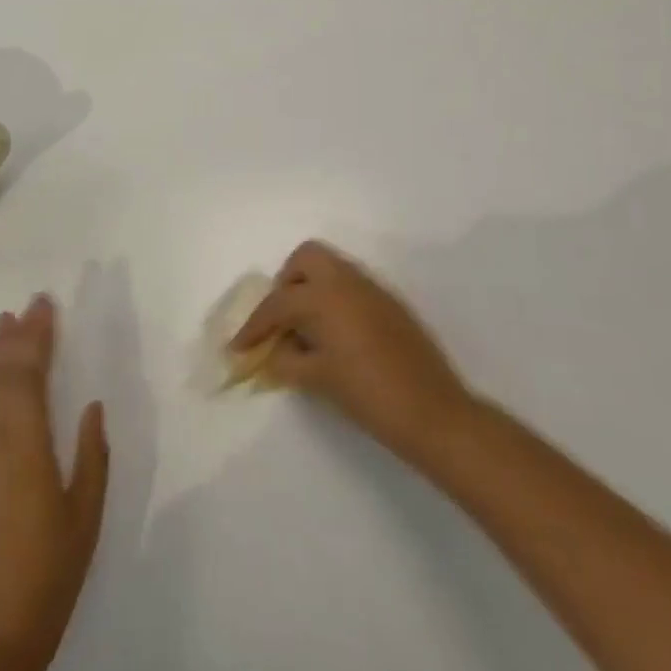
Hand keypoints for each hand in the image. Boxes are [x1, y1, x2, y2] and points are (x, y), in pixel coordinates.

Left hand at [0, 294, 107, 670]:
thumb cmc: (50, 571)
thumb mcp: (86, 512)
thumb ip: (92, 454)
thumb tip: (93, 406)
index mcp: (26, 444)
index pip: (29, 374)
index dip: (37, 336)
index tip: (46, 305)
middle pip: (1, 375)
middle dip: (16, 336)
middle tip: (29, 304)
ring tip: (4, 325)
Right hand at [231, 241, 474, 466]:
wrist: (432, 411)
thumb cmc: (367, 394)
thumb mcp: (317, 379)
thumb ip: (287, 359)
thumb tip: (274, 351)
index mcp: (323, 296)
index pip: (277, 303)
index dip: (254, 326)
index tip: (239, 348)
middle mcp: (346, 281)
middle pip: (306, 259)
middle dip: (286, 283)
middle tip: (280, 320)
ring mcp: (372, 289)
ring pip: (331, 269)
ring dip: (311, 289)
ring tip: (305, 330)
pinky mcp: (390, 303)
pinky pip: (351, 286)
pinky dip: (333, 300)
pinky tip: (333, 336)